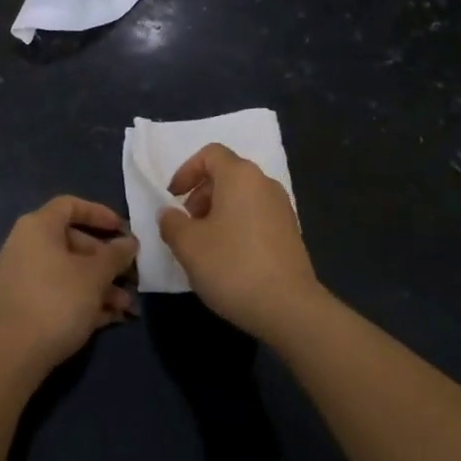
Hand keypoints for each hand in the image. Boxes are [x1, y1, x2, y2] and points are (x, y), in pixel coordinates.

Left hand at [0, 196, 138, 374]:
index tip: (122, 229)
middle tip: (130, 275)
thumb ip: (116, 255)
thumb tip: (130, 242)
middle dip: (106, 260)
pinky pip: (58, 294)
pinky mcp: (22, 307)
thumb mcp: (95, 275)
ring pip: (68, 272)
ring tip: (127, 306)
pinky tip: (110, 318)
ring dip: (100, 285)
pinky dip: (83, 301)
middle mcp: (26, 246)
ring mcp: (22, 278)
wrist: (11, 356)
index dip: (99, 214)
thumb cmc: (57, 300)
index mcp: (38, 227)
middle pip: (73, 242)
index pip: (70, 205)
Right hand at [158, 144, 323, 342]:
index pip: (210, 154)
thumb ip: (172, 223)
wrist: (289, 307)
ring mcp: (282, 207)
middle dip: (200, 194)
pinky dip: (237, 226)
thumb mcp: (189, 246)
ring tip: (205, 246)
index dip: (186, 171)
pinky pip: (256, 216)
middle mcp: (264, 183)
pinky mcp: (290, 232)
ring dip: (218, 212)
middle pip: (226, 174)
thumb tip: (169, 213)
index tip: (172, 198)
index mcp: (240, 176)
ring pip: (241, 197)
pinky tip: (229, 259)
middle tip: (187, 225)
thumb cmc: (233, 266)